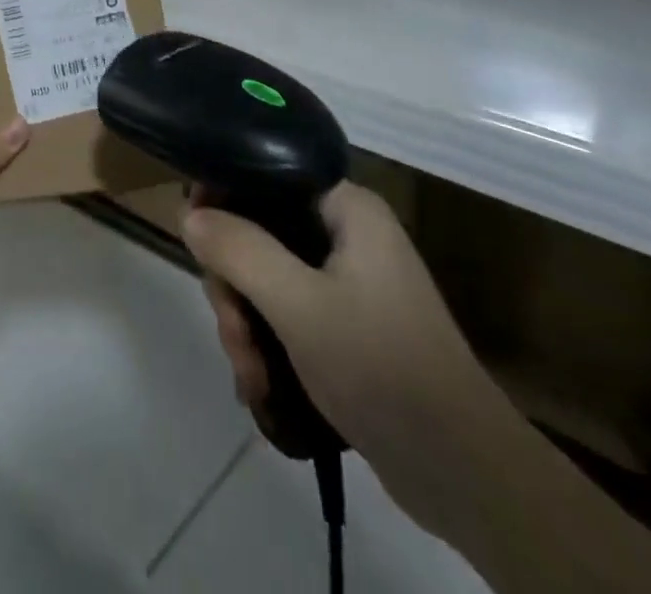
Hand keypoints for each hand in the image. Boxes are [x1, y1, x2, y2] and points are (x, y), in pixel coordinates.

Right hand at [185, 182, 511, 541]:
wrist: (463, 475)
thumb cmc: (381, 367)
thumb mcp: (298, 305)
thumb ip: (239, 249)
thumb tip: (187, 213)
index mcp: (346, 208)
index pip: (266, 176)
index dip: (223, 200)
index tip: (196, 242)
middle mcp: (346, 233)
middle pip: (259, 233)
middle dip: (234, 287)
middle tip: (233, 334)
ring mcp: (347, 280)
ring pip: (266, 277)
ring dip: (246, 324)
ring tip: (249, 375)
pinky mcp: (346, 323)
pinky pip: (286, 310)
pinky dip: (266, 341)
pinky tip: (259, 384)